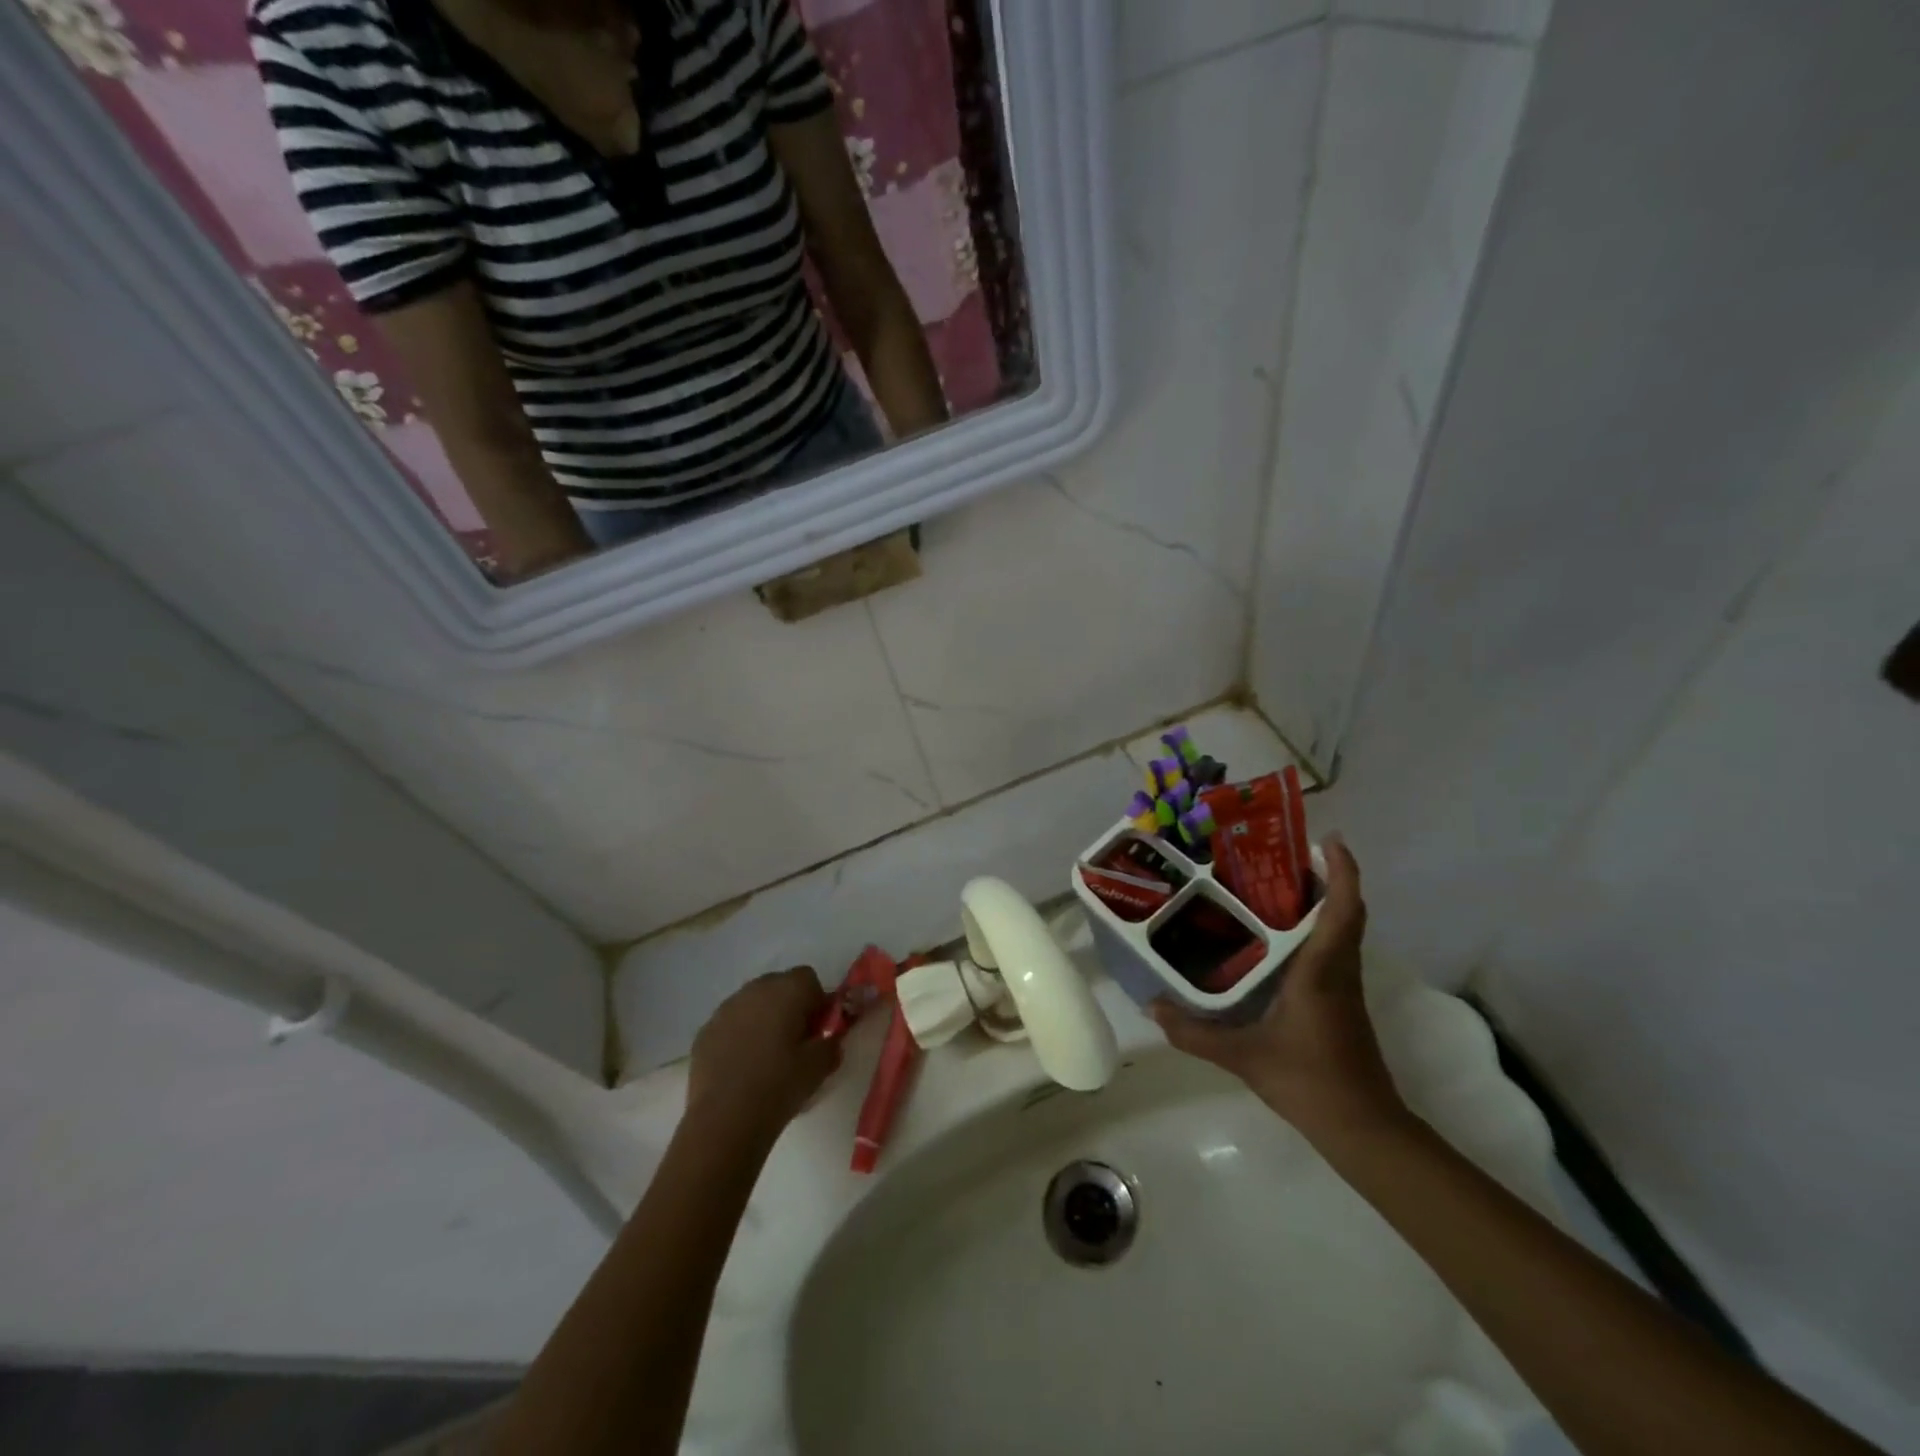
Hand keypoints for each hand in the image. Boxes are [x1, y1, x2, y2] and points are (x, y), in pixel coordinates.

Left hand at [686, 968, 842, 1145]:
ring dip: (763, 1020)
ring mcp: (726, 1008)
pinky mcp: (705, 1031)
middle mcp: (755, 989)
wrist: (724, 1119)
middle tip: (795, 1044)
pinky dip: (739, 1036)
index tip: (818, 1031)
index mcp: (787, 990)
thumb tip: (830, 1039)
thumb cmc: (779, 1085)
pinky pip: (731, 1024)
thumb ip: (831, 1043)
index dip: (817, 1003)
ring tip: (765, 1057)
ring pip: (753, 1004)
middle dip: (789, 1008)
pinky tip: (741, 1068)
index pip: (809, 979)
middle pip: (779, 986)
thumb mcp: (820, 1067)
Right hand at [1152, 838, 1405, 1144]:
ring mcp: (1344, 987)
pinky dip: (1313, 930)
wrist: (1362, 1128)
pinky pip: (1332, 950)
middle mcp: (1338, 970)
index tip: (1329, 840)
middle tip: (1281, 856)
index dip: (1341, 871)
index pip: (1342, 910)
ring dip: (1320, 902)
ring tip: (1272, 886)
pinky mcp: (1341, 1002)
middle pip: (1344, 912)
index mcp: (1321, 971)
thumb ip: (1194, 1032)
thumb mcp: (1243, 1056)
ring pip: (1340, 930)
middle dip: (1324, 878)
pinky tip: (1275, 939)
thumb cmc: (1308, 1080)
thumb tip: (1152, 1006)